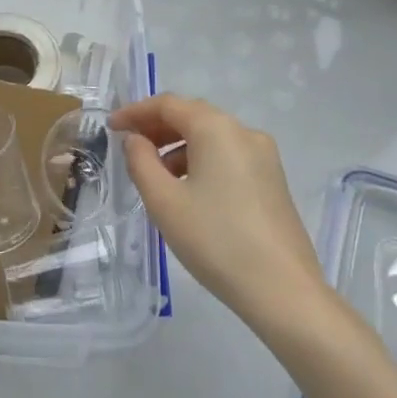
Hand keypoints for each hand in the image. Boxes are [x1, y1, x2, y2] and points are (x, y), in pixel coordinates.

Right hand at [112, 94, 326, 333]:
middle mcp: (243, 132)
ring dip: (178, 147)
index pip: (168, 104)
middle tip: (129, 146)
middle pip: (192, 116)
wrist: (285, 293)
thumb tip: (136, 140)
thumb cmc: (216, 241)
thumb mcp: (164, 201)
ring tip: (154, 176)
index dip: (135, 112)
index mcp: (216, 128)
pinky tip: (188, 192)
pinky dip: (201, 162)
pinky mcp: (273, 181)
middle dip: (157, 128)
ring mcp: (264, 157)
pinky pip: (228, 157)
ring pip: (211, 138)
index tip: (111, 127)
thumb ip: (140, 162)